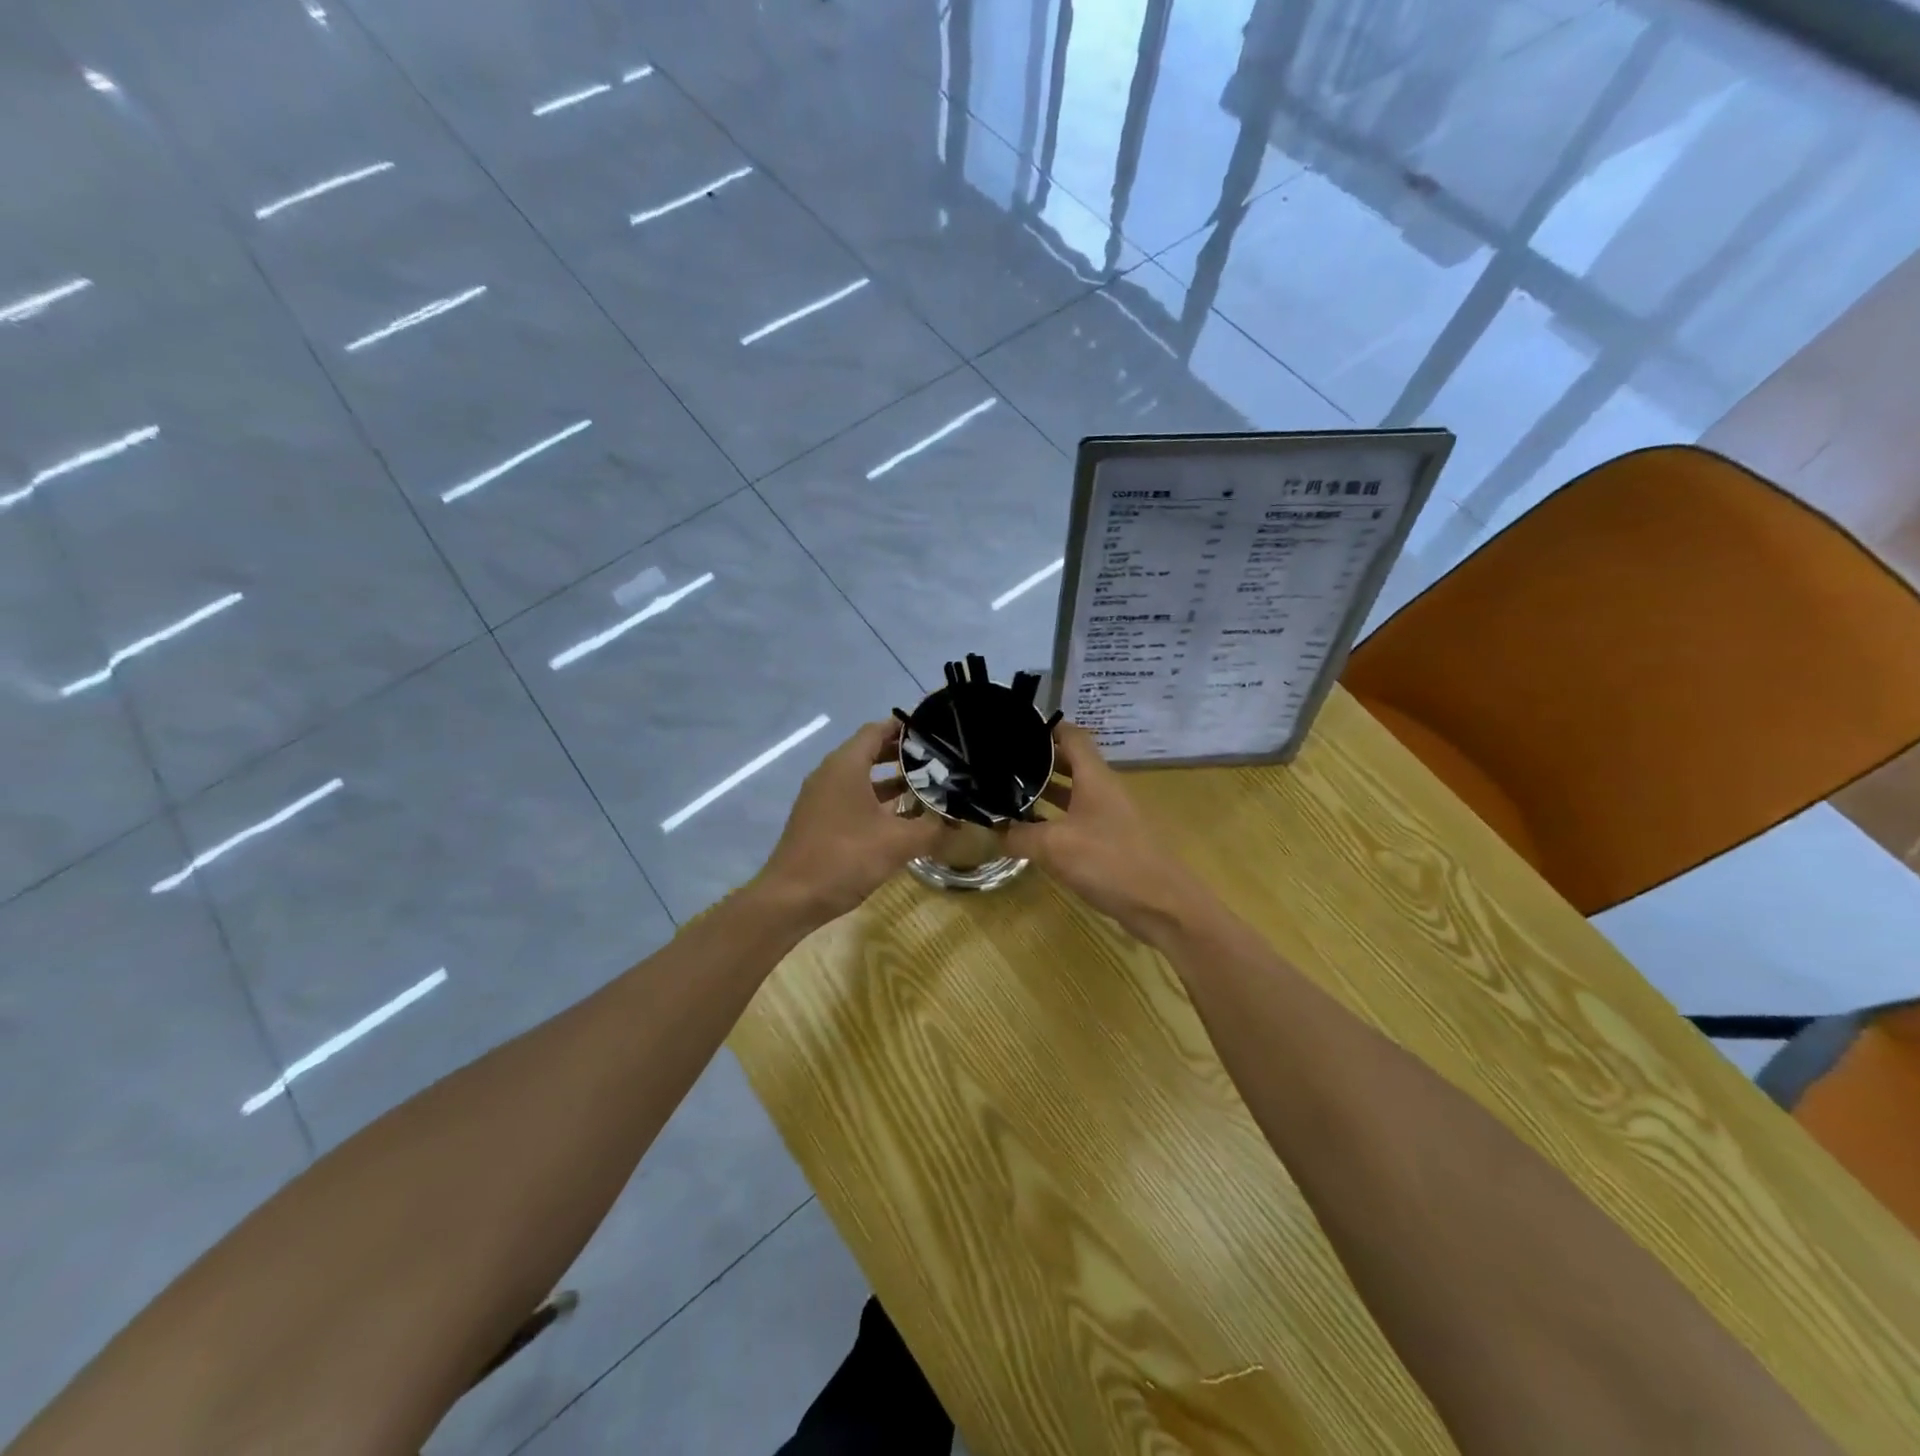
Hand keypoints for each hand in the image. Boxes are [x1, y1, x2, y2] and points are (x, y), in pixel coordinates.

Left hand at [752, 721, 945, 925]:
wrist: (791, 899)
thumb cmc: (845, 858)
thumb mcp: (897, 843)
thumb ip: (931, 828)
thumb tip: (958, 822)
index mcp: (845, 766)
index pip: (877, 730)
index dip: (905, 728)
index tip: (935, 731)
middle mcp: (830, 774)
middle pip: (870, 752)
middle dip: (903, 755)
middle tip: (937, 761)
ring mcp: (821, 798)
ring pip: (861, 778)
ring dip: (892, 781)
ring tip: (927, 787)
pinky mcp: (819, 820)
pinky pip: (852, 798)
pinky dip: (877, 801)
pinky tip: (902, 818)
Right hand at [1006, 722, 1215, 945]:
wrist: (1163, 905)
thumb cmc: (1110, 862)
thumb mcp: (1055, 847)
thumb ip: (1020, 836)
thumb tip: (994, 832)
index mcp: (1095, 778)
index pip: (1072, 736)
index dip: (1047, 728)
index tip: (1015, 730)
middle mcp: (1104, 790)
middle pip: (1071, 763)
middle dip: (1039, 761)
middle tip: (1003, 765)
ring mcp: (1111, 817)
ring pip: (1074, 793)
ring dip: (1046, 792)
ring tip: (1011, 795)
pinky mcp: (1112, 843)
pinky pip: (1079, 820)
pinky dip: (1056, 820)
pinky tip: (1034, 834)